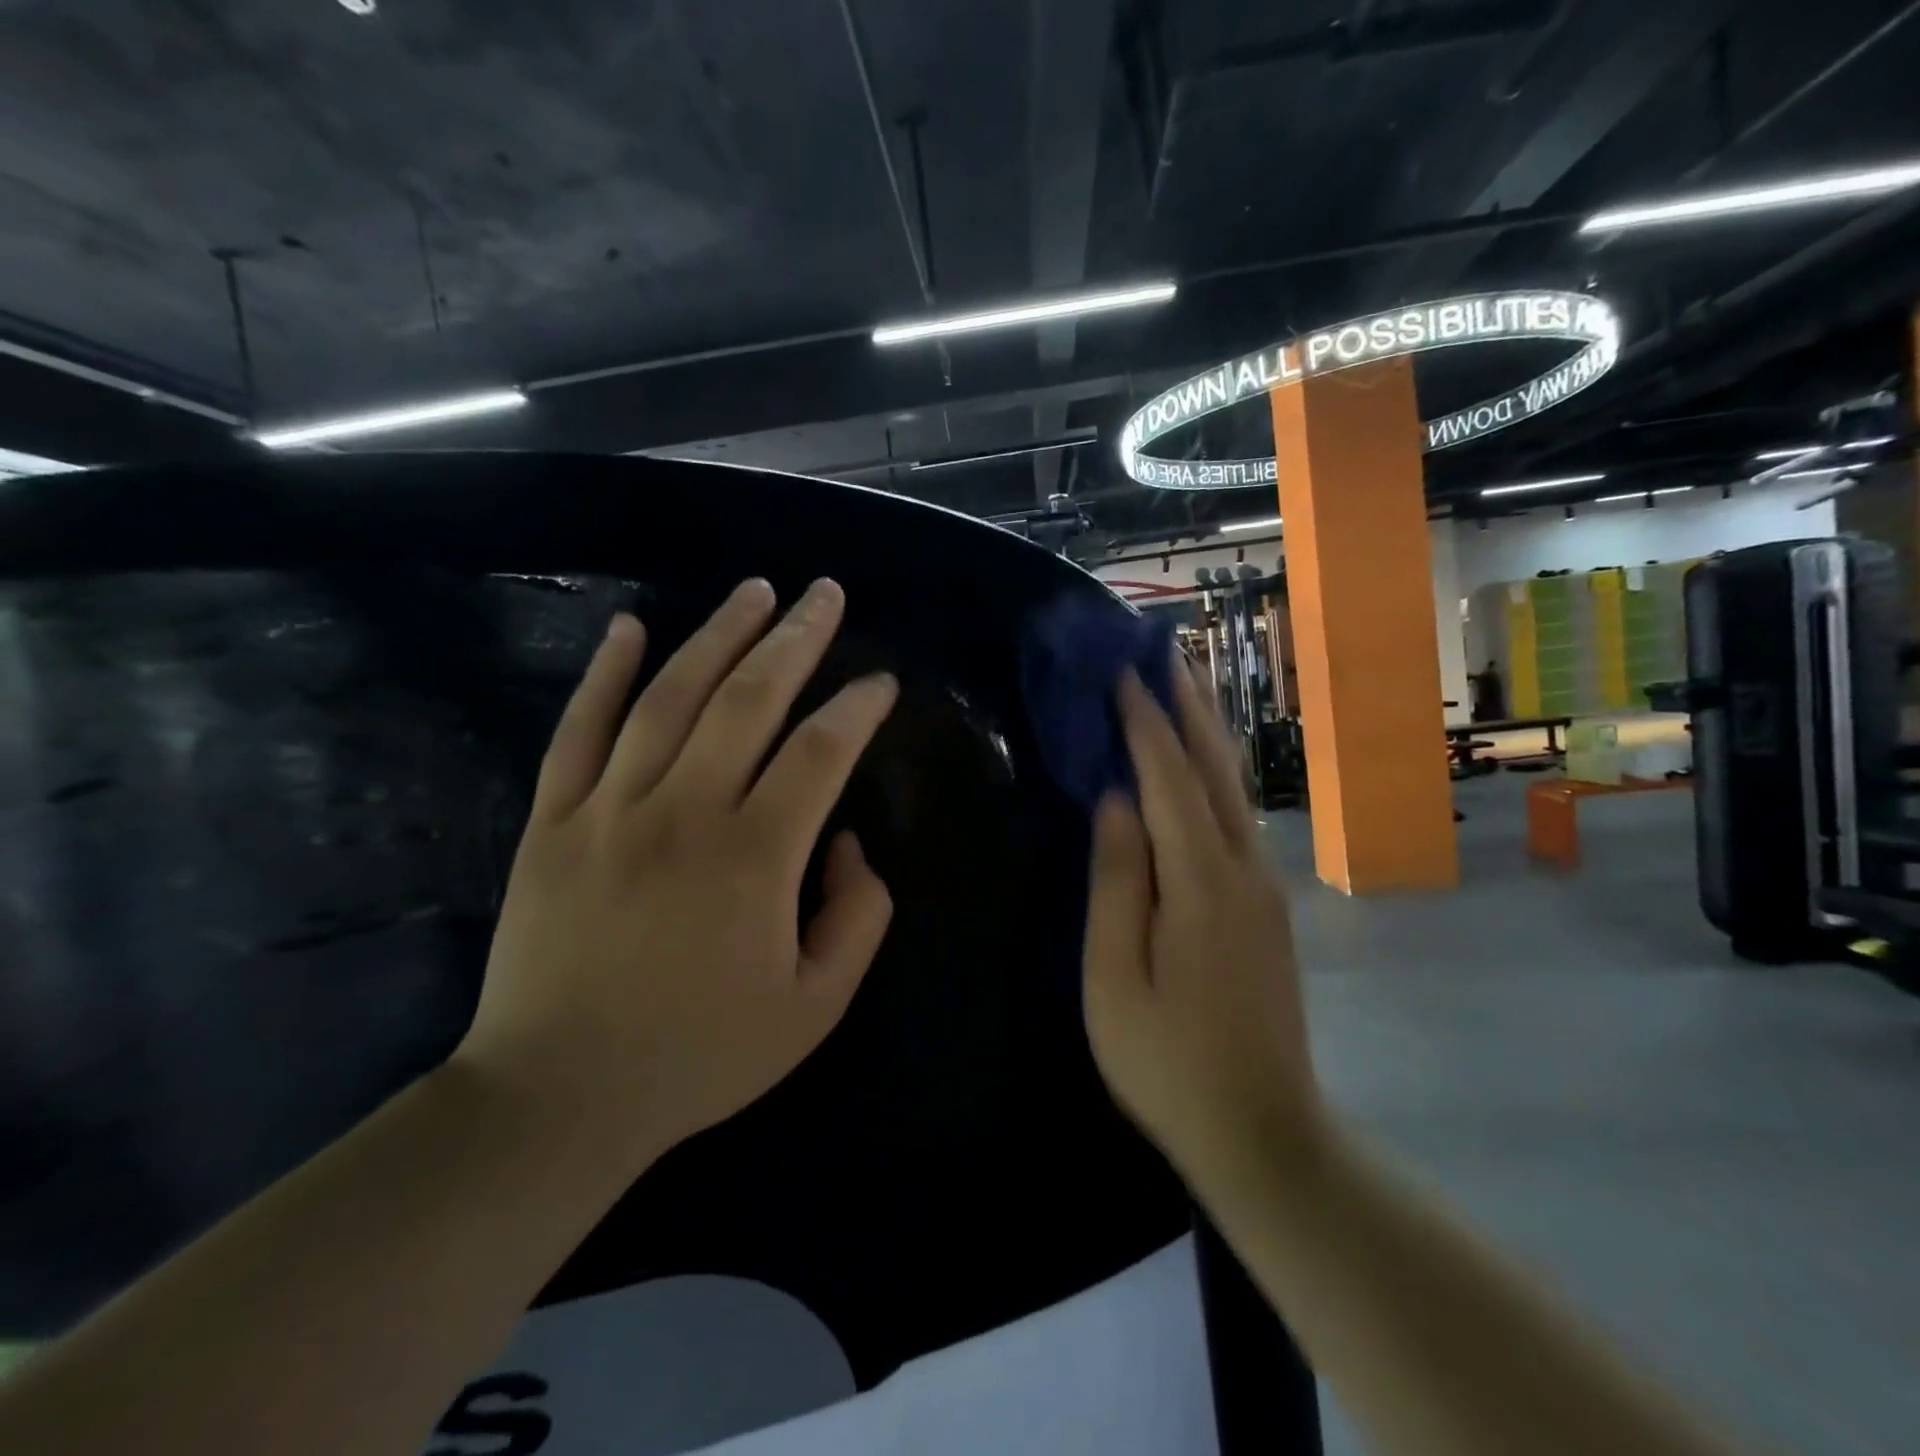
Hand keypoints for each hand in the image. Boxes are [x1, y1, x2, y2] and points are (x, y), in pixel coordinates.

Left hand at [455, 578, 898, 1169]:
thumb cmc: (701, 1055)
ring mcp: (609, 808)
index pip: (820, 752)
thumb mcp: (815, 1007)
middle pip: (749, 699)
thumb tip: (844, 841)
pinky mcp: (552, 820)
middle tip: (825, 592)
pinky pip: (578, 729)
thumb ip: (856, 917)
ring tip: (754, 590)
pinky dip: (604, 673)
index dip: (857, 708)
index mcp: (754, 857)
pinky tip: (630, 627)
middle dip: (795, 638)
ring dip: (718, 635)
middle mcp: (683, 812)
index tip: (881, 683)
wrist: (559, 1097)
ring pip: (670, 696)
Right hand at [1081, 656, 1322, 1182]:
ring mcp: (1263, 888)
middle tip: (1166, 655)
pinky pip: (1234, 820)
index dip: (1145, 724)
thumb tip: (1116, 802)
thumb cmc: (1167, 1061)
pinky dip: (1211, 779)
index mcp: (1201, 883)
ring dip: (1205, 736)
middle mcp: (1243, 870)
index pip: (1168, 780)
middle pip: (1214, 771)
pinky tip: (1196, 771)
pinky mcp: (1267, 907)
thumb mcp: (1115, 977)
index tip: (1124, 674)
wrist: (1264, 1131)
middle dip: (1189, 709)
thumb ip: (1116, 883)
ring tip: (1181, 692)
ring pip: (1232, 792)